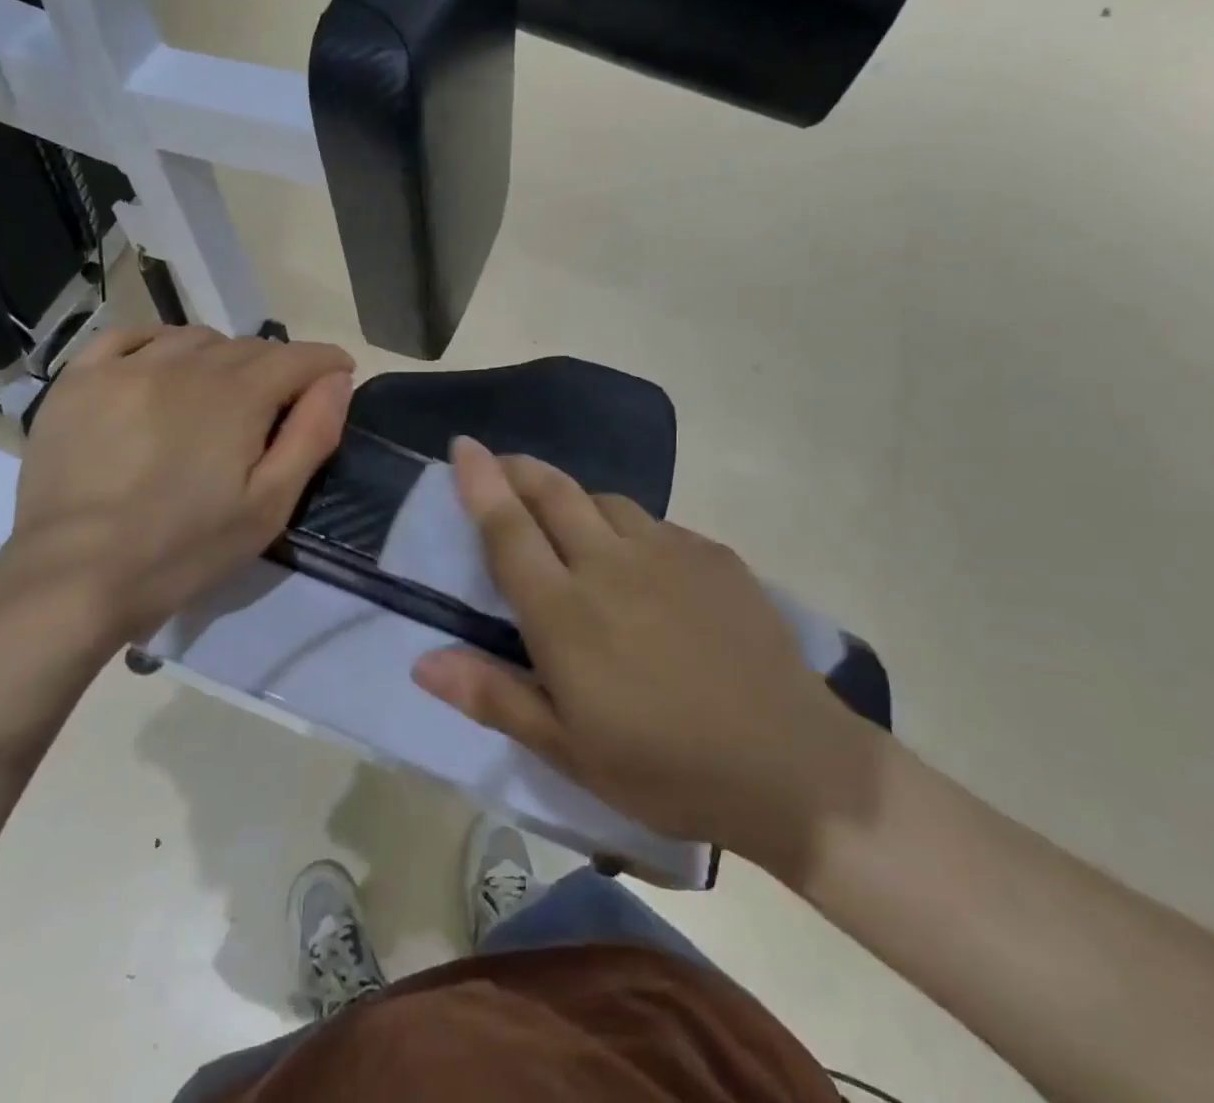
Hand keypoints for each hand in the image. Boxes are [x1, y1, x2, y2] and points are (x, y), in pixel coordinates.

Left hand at [7, 324, 353, 644]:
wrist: (73, 577)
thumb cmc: (184, 549)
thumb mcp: (269, 505)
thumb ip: (311, 434)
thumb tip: (337, 379)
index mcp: (237, 396)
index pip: (298, 357)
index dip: (327, 363)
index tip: (340, 374)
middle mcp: (185, 365)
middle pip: (249, 346)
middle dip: (277, 367)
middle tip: (278, 405)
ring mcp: (126, 367)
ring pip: (194, 338)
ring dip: (221, 357)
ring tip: (219, 394)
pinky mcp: (79, 380)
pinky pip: (130, 336)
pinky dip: (159, 344)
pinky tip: (161, 369)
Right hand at [411, 438, 863, 862]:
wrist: (792, 765)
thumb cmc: (666, 767)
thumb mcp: (568, 750)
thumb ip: (494, 696)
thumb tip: (422, 661)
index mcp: (566, 613)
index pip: (508, 529)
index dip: (480, 482)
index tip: (462, 446)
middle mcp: (610, 564)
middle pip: (554, 492)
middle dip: (519, 469)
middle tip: (501, 464)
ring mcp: (668, 552)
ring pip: (605, 501)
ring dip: (574, 500)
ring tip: (568, 525)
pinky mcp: (713, 555)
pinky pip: (654, 524)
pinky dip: (628, 528)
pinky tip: (641, 566)